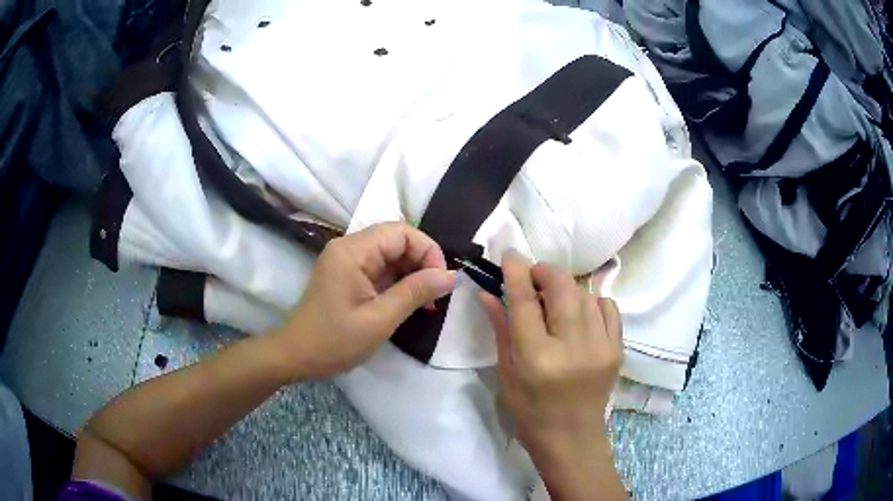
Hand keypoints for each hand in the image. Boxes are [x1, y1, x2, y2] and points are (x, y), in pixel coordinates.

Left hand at [272, 222, 455, 380]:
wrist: (297, 356)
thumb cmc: (335, 340)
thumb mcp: (380, 319)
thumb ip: (416, 292)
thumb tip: (451, 275)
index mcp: (353, 250)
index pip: (401, 232)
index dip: (427, 251)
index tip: (441, 281)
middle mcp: (349, 247)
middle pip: (396, 240)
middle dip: (422, 263)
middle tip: (437, 295)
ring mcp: (347, 261)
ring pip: (391, 255)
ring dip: (412, 274)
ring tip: (427, 302)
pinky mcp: (347, 275)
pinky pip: (380, 269)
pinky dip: (399, 282)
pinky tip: (410, 302)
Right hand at [478, 252, 622, 486]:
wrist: (572, 438)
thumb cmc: (530, 412)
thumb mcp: (507, 374)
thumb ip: (500, 329)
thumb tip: (487, 293)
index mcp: (537, 359)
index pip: (525, 302)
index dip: (517, 272)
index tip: (511, 255)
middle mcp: (572, 348)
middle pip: (562, 288)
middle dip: (545, 271)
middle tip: (533, 276)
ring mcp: (601, 347)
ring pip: (585, 294)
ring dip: (566, 288)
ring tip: (555, 299)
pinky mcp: (618, 349)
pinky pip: (608, 307)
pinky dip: (592, 301)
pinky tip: (580, 313)